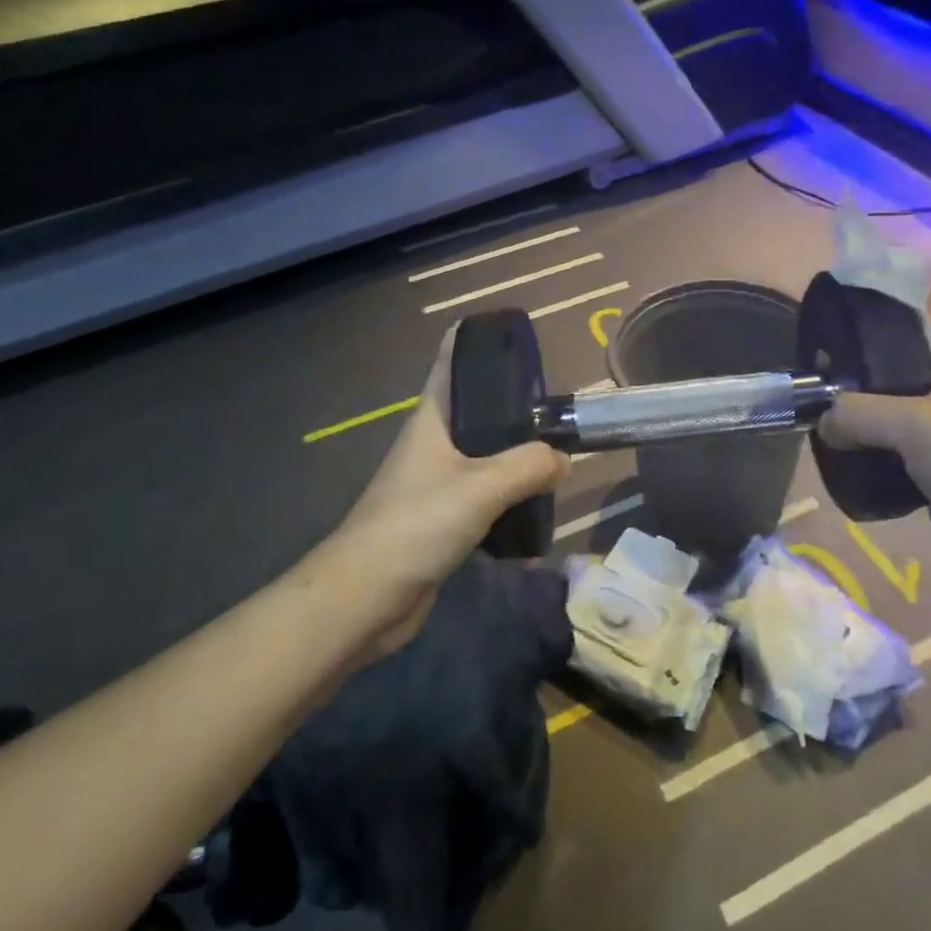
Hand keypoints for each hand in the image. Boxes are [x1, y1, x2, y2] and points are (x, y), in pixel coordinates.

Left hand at [332, 329, 568, 652]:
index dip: (476, 341)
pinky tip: (536, 513)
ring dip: (516, 459)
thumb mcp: (482, 487)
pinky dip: (509, 501)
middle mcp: (432, 444)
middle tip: (557, 409)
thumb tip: (563, 460)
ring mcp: (435, 483)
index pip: (451, 364)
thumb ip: (529, 466)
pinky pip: (483, 499)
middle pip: (477, 412)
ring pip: (484, 458)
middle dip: (514, 408)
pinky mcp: (441, 520)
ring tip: (556, 460)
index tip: (513, 333)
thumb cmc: (417, 524)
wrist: (367, 596)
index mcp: (432, 420)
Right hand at [818, 274, 930, 607]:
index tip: (846, 280)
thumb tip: (823, 421)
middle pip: (897, 346)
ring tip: (812, 398)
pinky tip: (833, 447)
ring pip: (887, 398)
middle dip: (854, 344)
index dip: (893, 275)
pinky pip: (887, 442)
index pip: (930, 293)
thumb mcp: (915, 425)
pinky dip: (861, 441)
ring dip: (852, 398)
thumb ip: (858, 413)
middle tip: (811, 350)